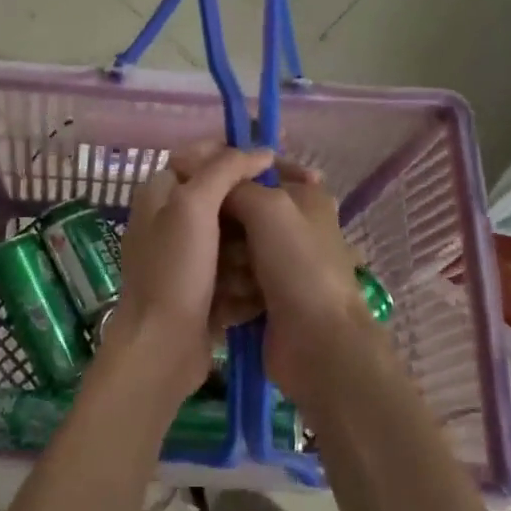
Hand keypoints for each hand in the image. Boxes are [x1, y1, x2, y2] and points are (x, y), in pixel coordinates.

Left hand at [107, 144, 274, 398]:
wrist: (160, 348)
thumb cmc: (174, 270)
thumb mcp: (193, 206)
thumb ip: (225, 170)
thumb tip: (261, 151)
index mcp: (162, 191)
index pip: (207, 155)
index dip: (243, 155)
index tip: (281, 167)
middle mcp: (173, 219)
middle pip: (226, 198)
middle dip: (255, 210)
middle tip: (289, 216)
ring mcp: (188, 257)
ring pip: (237, 237)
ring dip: (254, 251)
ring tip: (269, 263)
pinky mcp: (204, 289)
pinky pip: (237, 272)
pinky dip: (249, 280)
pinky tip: (263, 290)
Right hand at [218, 160, 376, 399]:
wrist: (317, 341)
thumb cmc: (298, 265)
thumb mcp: (268, 208)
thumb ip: (235, 184)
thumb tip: (204, 174)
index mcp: (304, 195)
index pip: (257, 168)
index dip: (226, 170)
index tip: (193, 178)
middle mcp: (293, 225)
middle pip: (239, 211)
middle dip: (224, 226)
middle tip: (216, 240)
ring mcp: (279, 263)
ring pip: (231, 247)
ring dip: (225, 262)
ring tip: (226, 277)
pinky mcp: (265, 295)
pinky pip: (232, 279)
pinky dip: (228, 288)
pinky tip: (226, 298)